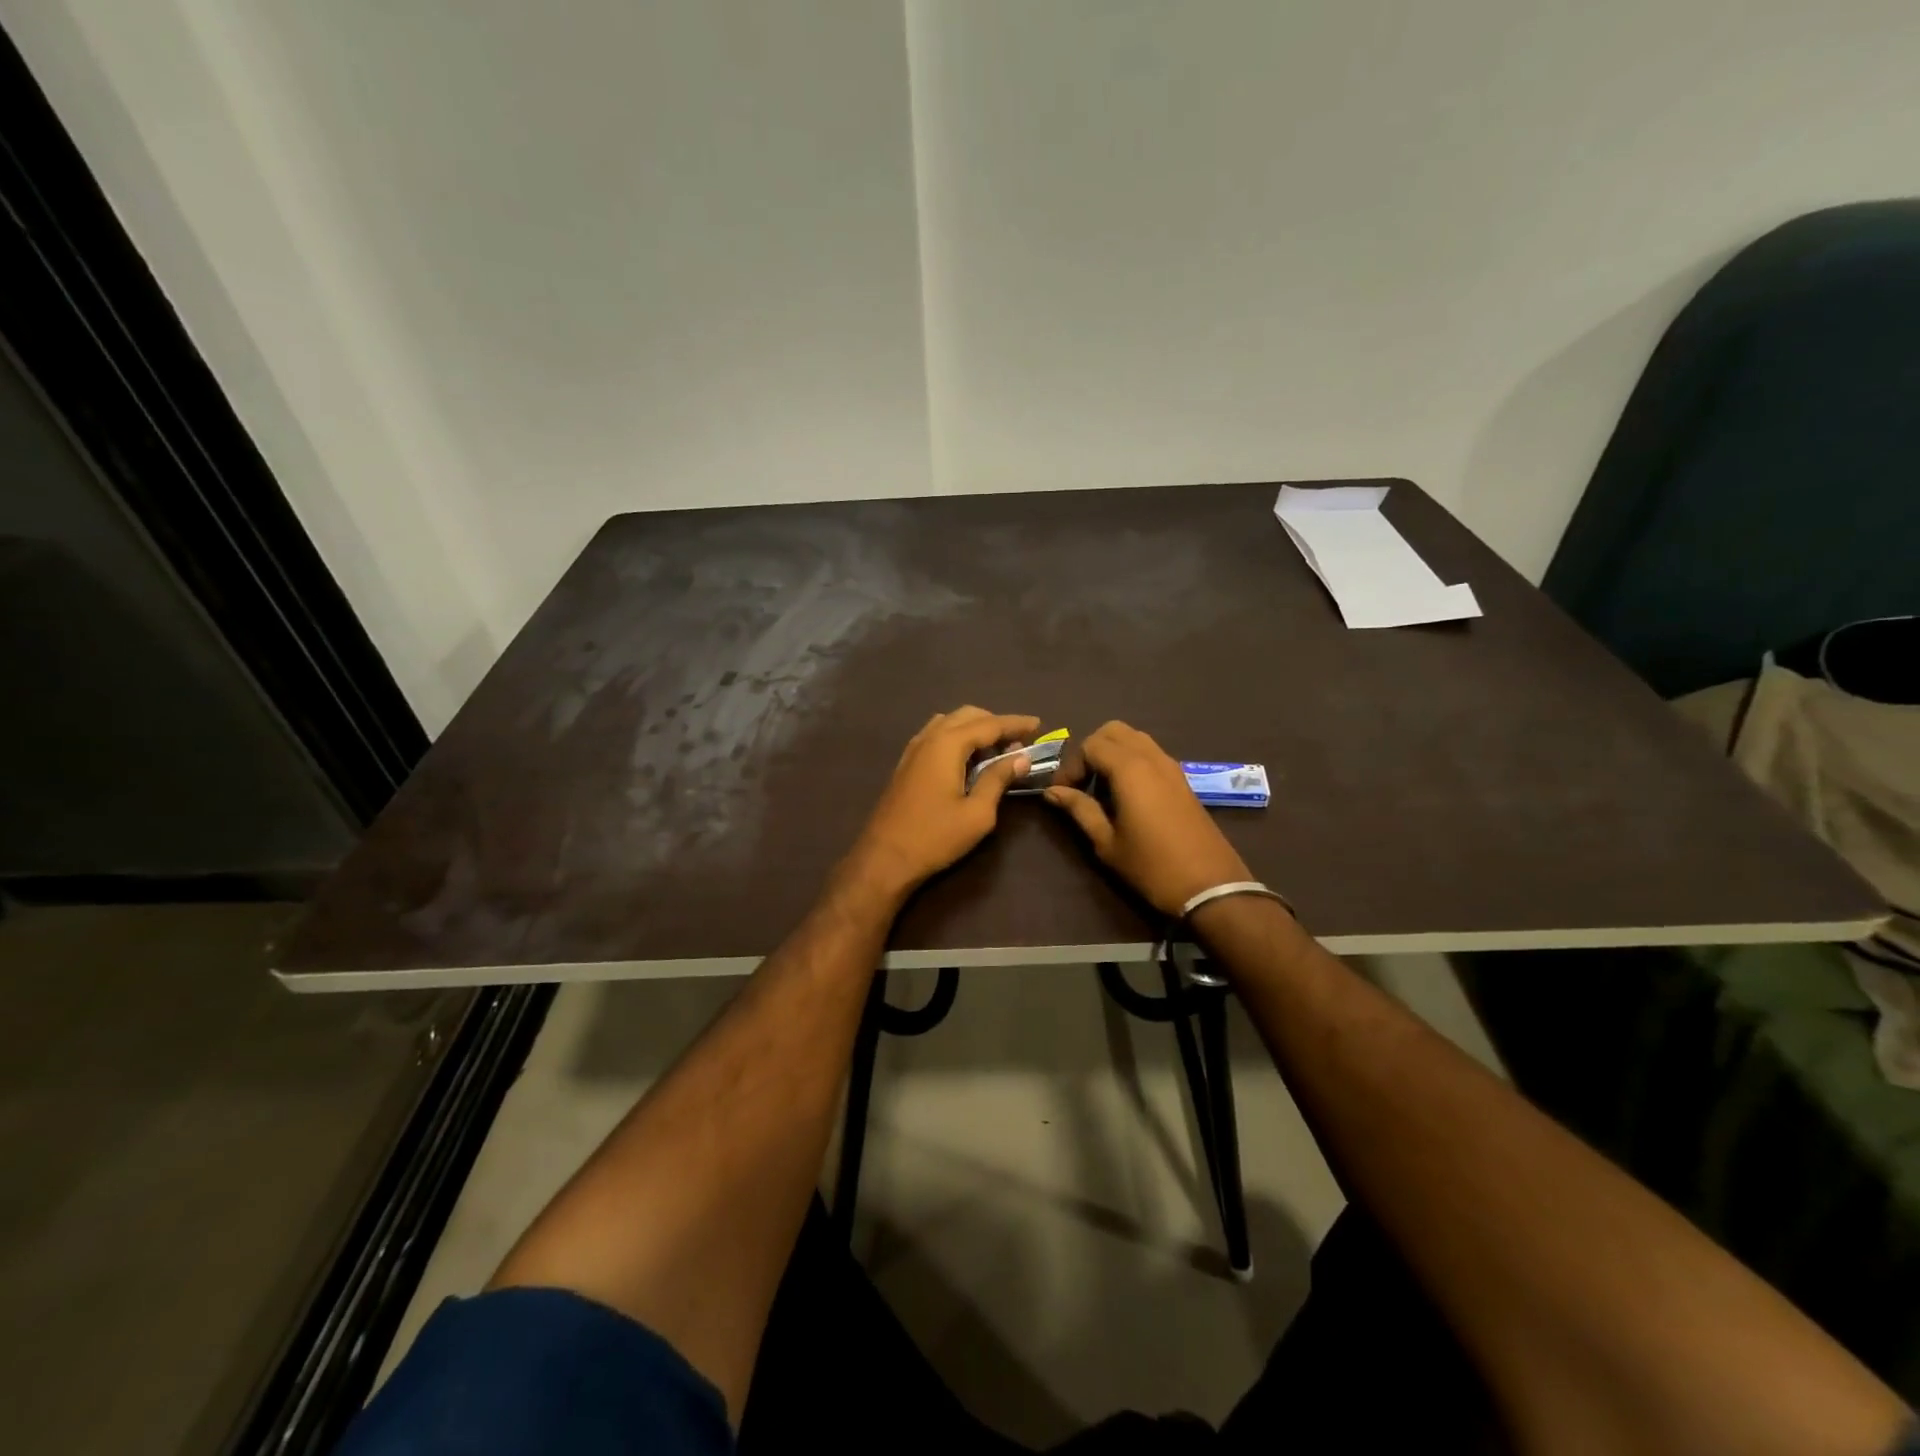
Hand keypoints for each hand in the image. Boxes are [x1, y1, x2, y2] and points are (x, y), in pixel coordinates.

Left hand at [841, 707, 1041, 901]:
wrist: (884, 858)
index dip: (1016, 723)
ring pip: (949, 723)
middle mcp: (929, 738)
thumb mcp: (977, 812)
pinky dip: (957, 738)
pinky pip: (936, 736)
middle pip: (967, 715)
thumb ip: (998, 779)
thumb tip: (1021, 757)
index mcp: (947, 744)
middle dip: (995, 723)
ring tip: (995, 751)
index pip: (989, 724)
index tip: (1038, 725)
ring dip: (974, 729)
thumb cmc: (935, 837)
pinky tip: (967, 759)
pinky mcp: (906, 763)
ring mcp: (913, 749)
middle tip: (1018, 742)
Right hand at [1044, 721, 1251, 915]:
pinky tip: (1126, 795)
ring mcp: (1171, 766)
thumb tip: (1051, 791)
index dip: (1071, 765)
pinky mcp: (1182, 779)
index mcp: (1130, 769)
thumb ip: (1079, 809)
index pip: (1090, 745)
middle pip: (1113, 731)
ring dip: (1112, 753)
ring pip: (1134, 738)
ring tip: (1102, 788)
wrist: (1211, 886)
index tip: (1063, 793)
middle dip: (1090, 750)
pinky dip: (1131, 760)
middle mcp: (1151, 757)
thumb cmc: (1152, 866)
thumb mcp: (1107, 842)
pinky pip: (1150, 753)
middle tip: (1081, 782)